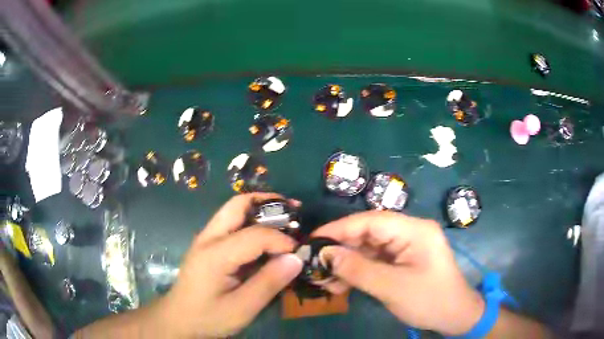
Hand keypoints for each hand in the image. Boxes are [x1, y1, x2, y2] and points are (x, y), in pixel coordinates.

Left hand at [156, 193, 302, 337]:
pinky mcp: (207, 245)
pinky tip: (265, 237)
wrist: (179, 319)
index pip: (255, 234)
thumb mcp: (242, 308)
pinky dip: (252, 222)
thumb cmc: (209, 317)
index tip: (298, 253)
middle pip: (238, 205)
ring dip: (260, 209)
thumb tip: (296, 258)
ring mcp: (205, 239)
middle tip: (294, 211)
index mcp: (215, 254)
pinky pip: (231, 224)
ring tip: (285, 218)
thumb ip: (268, 283)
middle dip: (268, 203)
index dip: (281, 240)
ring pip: (233, 210)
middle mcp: (208, 238)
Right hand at [312, 211, 484, 335]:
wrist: (454, 316)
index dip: (340, 228)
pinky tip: (340, 284)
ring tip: (324, 279)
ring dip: (347, 263)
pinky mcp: (402, 260)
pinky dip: (357, 271)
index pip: (371, 221)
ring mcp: (406, 246)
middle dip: (341, 249)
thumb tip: (325, 254)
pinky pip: (375, 261)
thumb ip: (358, 269)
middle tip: (315, 263)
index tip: (313, 240)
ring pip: (368, 248)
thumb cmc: (429, 300)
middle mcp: (410, 232)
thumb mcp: (392, 287)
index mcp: (414, 230)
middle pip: (368, 233)